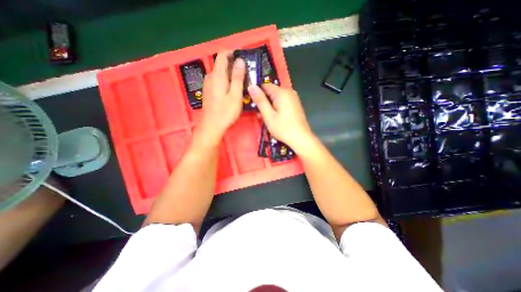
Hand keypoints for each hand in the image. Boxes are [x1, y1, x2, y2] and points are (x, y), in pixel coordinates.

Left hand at [197, 51, 246, 144]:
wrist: (211, 126)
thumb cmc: (225, 112)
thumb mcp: (235, 95)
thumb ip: (238, 77)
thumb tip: (240, 61)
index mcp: (217, 76)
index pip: (222, 56)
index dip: (232, 53)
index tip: (243, 58)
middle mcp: (210, 77)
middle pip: (222, 65)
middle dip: (234, 66)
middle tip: (246, 74)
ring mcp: (208, 85)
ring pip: (220, 74)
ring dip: (231, 75)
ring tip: (242, 83)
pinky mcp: (209, 91)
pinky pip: (218, 81)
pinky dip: (226, 81)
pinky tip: (233, 90)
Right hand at [248, 82, 312, 148]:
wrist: (301, 138)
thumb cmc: (283, 128)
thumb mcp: (268, 115)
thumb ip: (260, 100)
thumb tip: (251, 86)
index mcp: (282, 93)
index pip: (265, 85)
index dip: (257, 93)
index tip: (254, 104)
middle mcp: (289, 92)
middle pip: (271, 92)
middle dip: (264, 102)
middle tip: (260, 115)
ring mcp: (293, 98)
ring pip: (276, 98)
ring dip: (269, 106)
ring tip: (267, 118)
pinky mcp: (295, 104)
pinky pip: (282, 102)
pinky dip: (276, 108)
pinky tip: (275, 118)